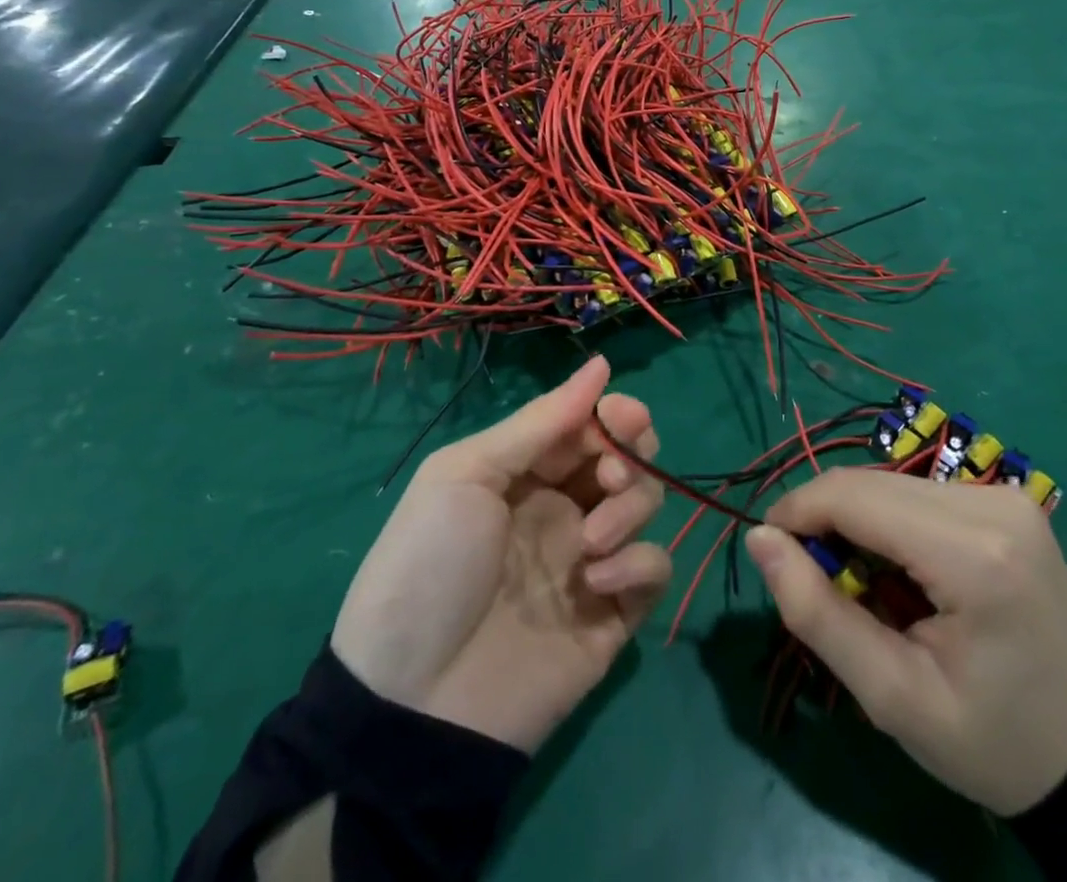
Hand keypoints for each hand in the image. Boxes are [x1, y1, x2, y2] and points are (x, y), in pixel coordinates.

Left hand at [330, 356, 670, 752]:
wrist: (411, 703)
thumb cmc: (429, 567)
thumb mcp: (467, 474)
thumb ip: (539, 421)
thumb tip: (601, 363)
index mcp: (528, 472)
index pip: (591, 424)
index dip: (614, 414)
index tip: (622, 418)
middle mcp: (566, 507)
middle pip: (629, 457)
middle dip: (632, 454)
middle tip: (608, 476)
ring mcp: (592, 560)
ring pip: (647, 504)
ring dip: (631, 507)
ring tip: (589, 542)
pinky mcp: (614, 613)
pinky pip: (654, 569)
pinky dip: (638, 564)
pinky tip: (597, 581)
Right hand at [745, 469, 1066, 815]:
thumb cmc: (992, 742)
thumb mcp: (894, 698)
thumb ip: (817, 615)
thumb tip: (759, 539)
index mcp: (974, 555)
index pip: (856, 497)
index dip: (797, 512)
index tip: (769, 549)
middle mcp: (992, 503)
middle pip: (872, 484)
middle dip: (825, 521)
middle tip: (815, 582)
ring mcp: (1005, 495)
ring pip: (891, 483)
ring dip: (858, 522)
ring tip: (862, 587)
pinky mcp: (1006, 498)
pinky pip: (919, 492)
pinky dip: (890, 522)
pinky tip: (901, 572)